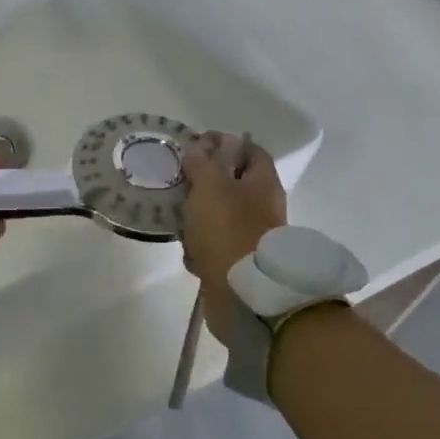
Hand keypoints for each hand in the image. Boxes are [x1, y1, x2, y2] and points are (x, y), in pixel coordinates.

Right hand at [181, 133, 287, 343]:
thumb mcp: (211, 186)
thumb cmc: (229, 229)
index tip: (195, 145)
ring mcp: (250, 236)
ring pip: (218, 215)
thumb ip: (201, 163)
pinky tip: (188, 251)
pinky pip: (213, 245)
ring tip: (176, 217)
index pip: (249, 150)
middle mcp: (261, 207)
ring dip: (196, 216)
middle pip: (231, 183)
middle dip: (203, 182)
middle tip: (178, 181)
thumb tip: (197, 149)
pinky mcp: (236, 262)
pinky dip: (199, 247)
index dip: (224, 144)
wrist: (244, 294)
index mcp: (263, 184)